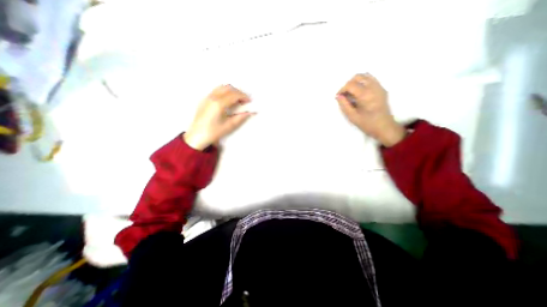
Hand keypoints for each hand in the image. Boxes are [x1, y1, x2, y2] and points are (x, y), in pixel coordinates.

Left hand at [181, 84, 254, 149]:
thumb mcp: (229, 126)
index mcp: (219, 104)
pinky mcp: (204, 99)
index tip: (249, 101)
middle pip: (229, 88)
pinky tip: (227, 101)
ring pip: (222, 87)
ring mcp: (207, 97)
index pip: (234, 95)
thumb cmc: (214, 132)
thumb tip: (250, 112)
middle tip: (244, 101)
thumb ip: (241, 117)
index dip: (244, 96)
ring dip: (231, 91)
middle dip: (239, 92)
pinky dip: (225, 92)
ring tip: (237, 100)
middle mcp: (212, 97)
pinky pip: (216, 91)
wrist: (197, 136)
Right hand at [333, 73, 404, 145]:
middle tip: (345, 94)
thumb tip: (338, 96)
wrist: (385, 127)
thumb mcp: (352, 116)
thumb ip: (344, 104)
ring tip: (352, 92)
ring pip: (365, 76)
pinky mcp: (382, 89)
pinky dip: (363, 82)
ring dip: (356, 82)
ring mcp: (379, 87)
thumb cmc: (367, 123)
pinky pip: (371, 79)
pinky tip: (360, 92)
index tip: (338, 97)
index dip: (342, 89)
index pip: (350, 84)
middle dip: (348, 84)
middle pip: (358, 76)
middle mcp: (373, 87)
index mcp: (365, 94)